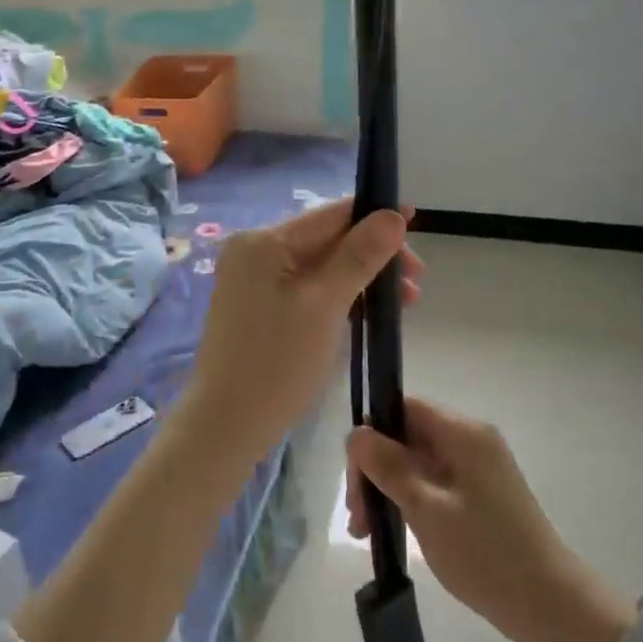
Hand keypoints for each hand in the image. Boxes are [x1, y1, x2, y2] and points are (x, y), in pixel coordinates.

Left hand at [180, 198, 421, 465]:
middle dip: (374, 256)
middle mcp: (254, 251)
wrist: (225, 426)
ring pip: (320, 266)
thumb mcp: (325, 305)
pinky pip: (307, 287)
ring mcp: (254, 280)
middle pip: (326, 239)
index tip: (416, 221)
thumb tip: (393, 216)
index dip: (375, 216)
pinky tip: (368, 310)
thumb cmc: (277, 363)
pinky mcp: (258, 306)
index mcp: (263, 241)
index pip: (330, 215)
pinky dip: (339, 295)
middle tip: (415, 283)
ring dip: (362, 278)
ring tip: (404, 302)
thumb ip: (360, 256)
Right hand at [348, 398, 630, 641]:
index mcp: (462, 433)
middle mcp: (471, 440)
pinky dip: (409, 501)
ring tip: (367, 533)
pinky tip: (392, 531)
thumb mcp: (426, 508)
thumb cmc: (485, 553)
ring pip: (417, 462)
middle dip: (376, 469)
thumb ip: (388, 466)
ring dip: (388, 489)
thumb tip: (357, 432)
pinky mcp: (479, 494)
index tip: (354, 478)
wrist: (550, 605)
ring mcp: (477, 468)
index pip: (404, 407)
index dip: (372, 434)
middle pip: (408, 435)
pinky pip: (433, 483)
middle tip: (357, 517)